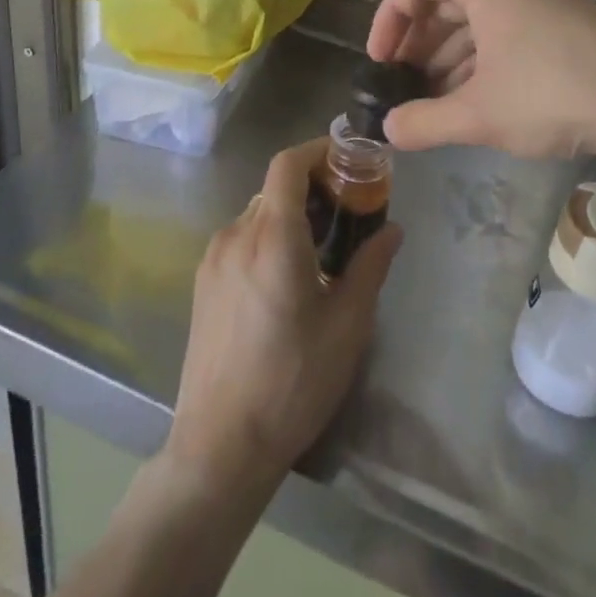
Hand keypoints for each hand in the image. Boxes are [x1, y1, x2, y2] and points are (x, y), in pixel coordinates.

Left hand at [165, 140, 401, 498]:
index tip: (349, 161)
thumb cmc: (293, 382)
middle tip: (348, 212)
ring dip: (291, 215)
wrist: (220, 446)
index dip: (318, 150)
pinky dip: (269, 237)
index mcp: (272, 236)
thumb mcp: (347, 325)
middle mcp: (236, 234)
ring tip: (324, 249)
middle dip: (313, 187)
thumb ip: (371, 266)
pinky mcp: (203, 283)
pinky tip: (289, 278)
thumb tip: (392, 230)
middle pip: (275, 187)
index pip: (288, 163)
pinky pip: (241, 239)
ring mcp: (214, 259)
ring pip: (258, 213)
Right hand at [367, 0, 595, 159]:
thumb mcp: (480, 114)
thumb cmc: (554, 94)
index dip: (389, 17)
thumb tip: (388, 130)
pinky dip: (481, 55)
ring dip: (448, 52)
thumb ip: (424, 122)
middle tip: (402, 81)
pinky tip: (474, 95)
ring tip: (433, 97)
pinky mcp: (563, 17)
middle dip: (418, 40)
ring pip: (477, 14)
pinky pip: (505, 26)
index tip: (380, 60)